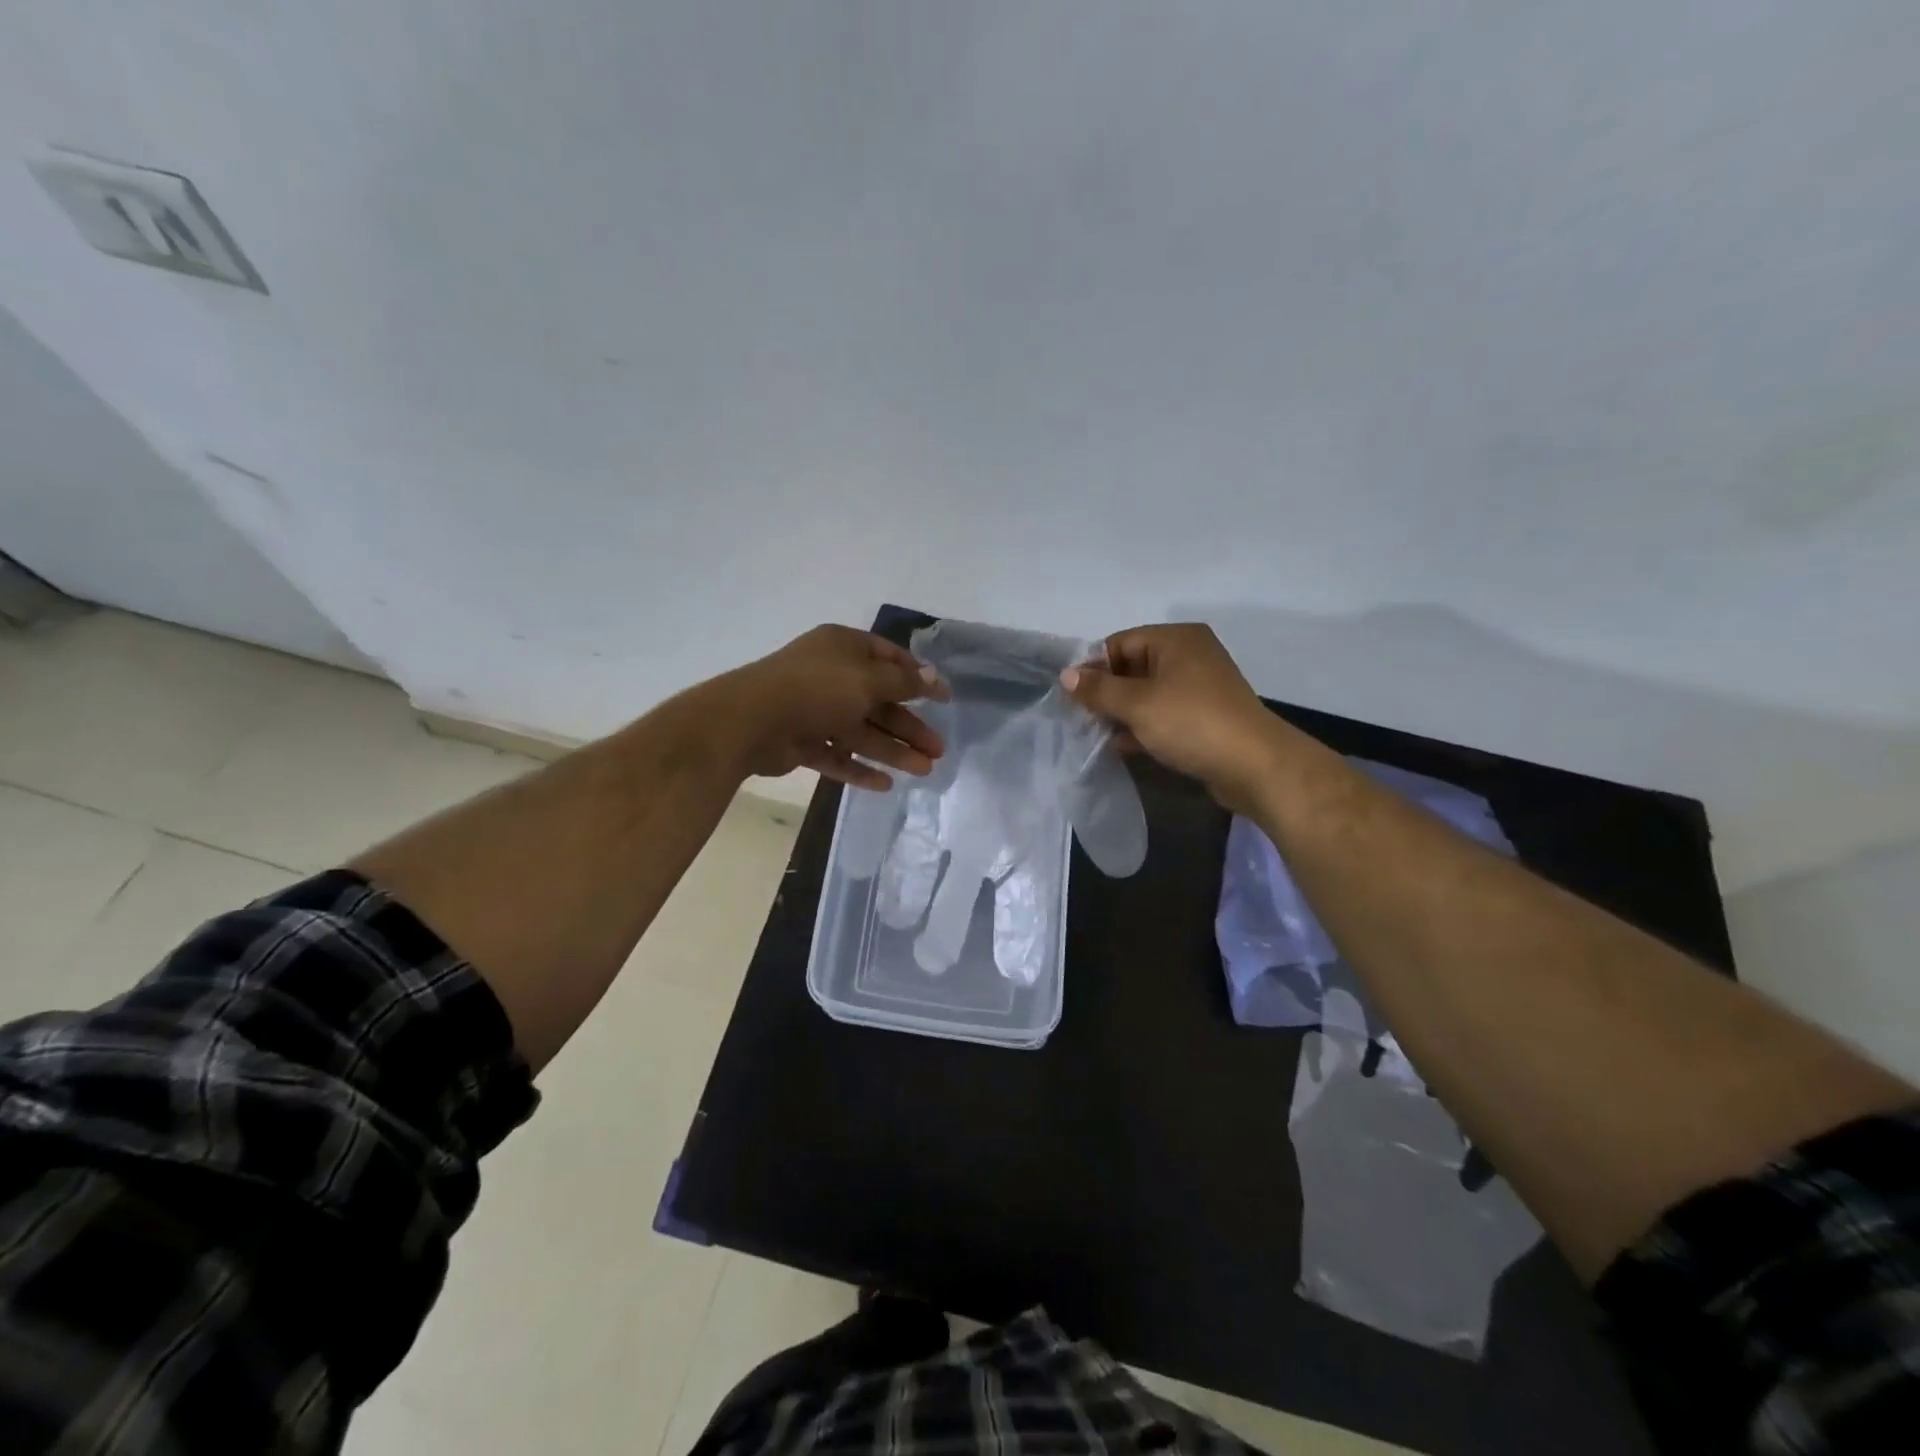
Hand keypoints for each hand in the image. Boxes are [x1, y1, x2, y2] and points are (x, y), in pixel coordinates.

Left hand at [716, 624, 947, 789]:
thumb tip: (934, 677)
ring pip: (861, 731)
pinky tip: (885, 785)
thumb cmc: (817, 689)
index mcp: (844, 648)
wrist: (750, 721)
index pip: (889, 659)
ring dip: (893, 750)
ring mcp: (814, 710)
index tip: (943, 699)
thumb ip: (904, 683)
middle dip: (909, 726)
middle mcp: (830, 675)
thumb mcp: (868, 680)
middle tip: (939, 749)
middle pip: (879, 701)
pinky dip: (859, 768)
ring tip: (925, 770)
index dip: (918, 678)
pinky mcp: (801, 741)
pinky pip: (837, 754)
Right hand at [1060, 624, 1291, 811]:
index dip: (1093, 668)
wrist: (1254, 766)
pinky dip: (1143, 727)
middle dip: (1106, 694)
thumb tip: (1066, 675)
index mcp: (1176, 639)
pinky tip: (1123, 747)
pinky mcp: (1204, 717)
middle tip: (1081, 719)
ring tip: (1097, 736)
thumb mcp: (1137, 704)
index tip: (1072, 698)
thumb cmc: (1192, 723)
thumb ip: (1098, 689)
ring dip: (1122, 714)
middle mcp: (1189, 656)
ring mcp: (1199, 688)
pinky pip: (1163, 714)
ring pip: (1147, 694)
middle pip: (1132, 668)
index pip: (1120, 643)